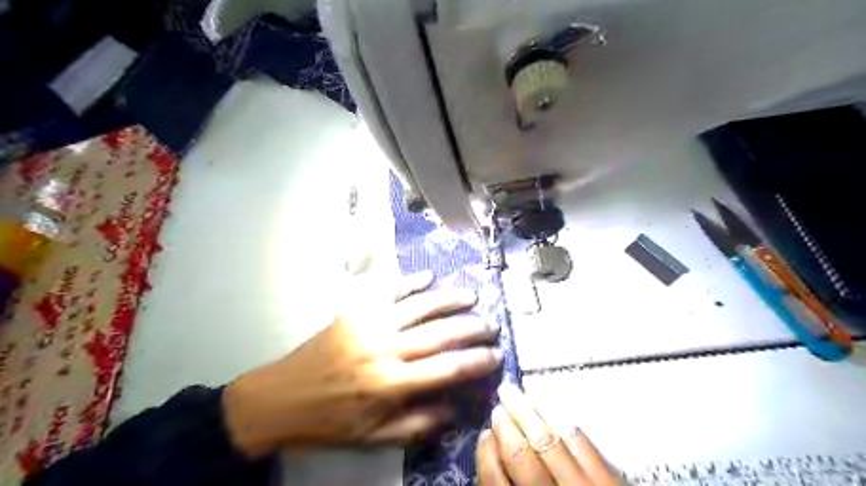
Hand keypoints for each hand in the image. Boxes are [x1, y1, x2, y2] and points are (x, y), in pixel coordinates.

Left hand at [222, 272, 504, 456]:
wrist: (280, 398)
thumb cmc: (329, 422)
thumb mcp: (373, 438)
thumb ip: (417, 426)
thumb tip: (455, 411)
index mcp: (391, 384)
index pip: (447, 369)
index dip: (477, 362)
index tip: (497, 355)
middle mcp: (385, 349)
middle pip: (440, 333)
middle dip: (472, 328)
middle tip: (492, 325)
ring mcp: (370, 324)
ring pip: (419, 306)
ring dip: (449, 299)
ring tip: (472, 296)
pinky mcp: (355, 310)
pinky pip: (390, 291)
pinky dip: (412, 282)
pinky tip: (429, 277)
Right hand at [473, 384, 622, 485]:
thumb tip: (492, 458)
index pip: (496, 483)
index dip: (487, 455)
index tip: (484, 434)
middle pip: (521, 456)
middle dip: (506, 424)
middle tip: (499, 400)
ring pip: (549, 442)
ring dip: (529, 413)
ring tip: (516, 394)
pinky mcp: (610, 481)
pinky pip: (581, 442)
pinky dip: (562, 421)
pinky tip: (550, 408)